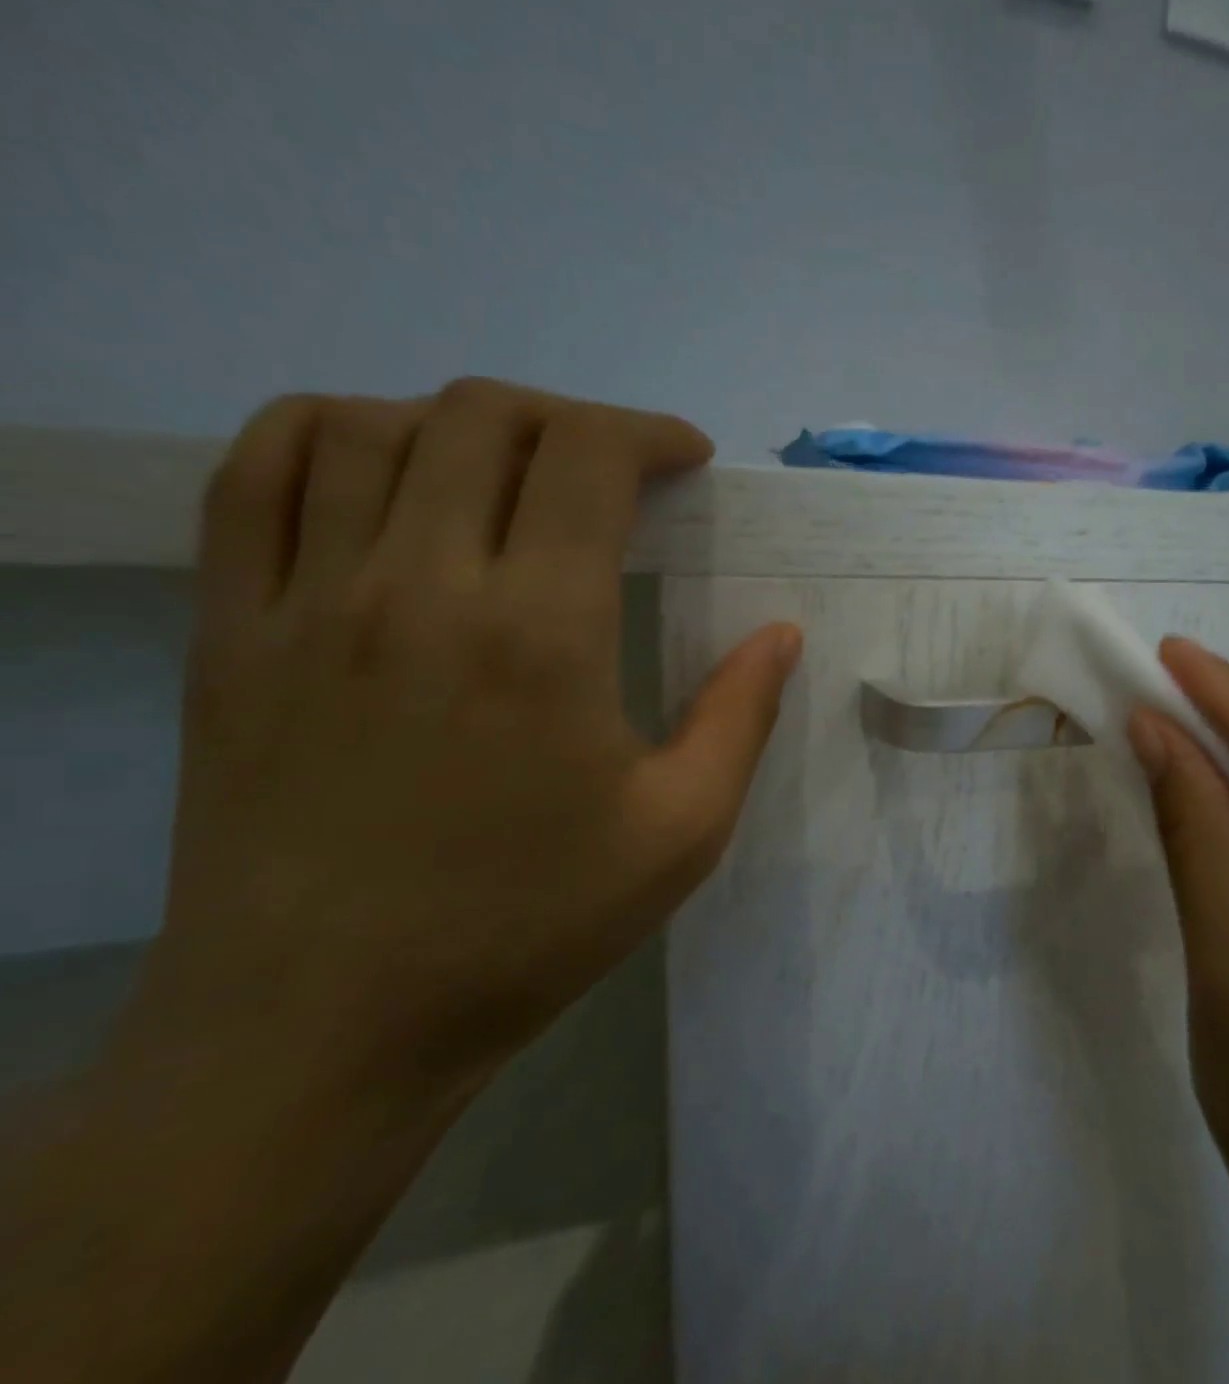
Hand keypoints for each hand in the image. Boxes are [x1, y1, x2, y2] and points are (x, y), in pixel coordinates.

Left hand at [142, 378, 799, 1091]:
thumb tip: (782, 633)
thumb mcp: (682, 831)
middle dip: (575, 421)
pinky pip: (255, 475)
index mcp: (540, 632)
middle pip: (490, 418)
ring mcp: (307, 601)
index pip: (590, 459)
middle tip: (618, 470)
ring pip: (375, 426)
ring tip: (516, 471)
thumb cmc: (527, 926)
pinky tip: (383, 464)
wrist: (321, 1028)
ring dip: (467, 421)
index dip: (649, 435)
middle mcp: (419, 586)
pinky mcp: (228, 632)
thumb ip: (743, 716)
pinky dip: (329, 433)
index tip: (687, 461)